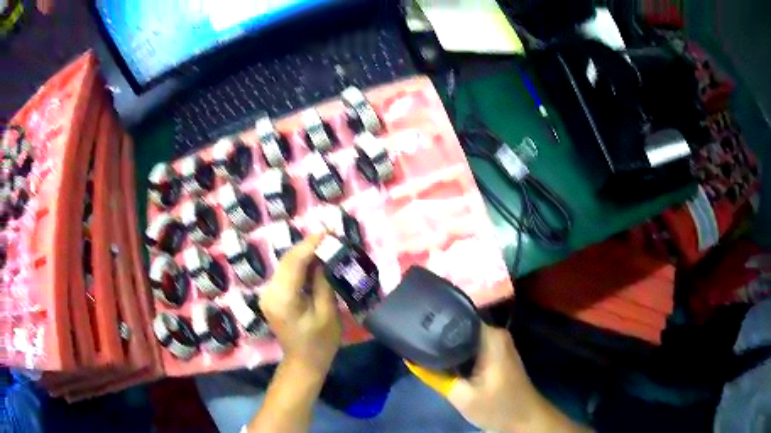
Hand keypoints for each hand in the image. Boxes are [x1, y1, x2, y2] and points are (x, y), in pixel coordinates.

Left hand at [259, 233, 341, 375]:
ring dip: (303, 254)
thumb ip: (322, 282)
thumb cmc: (320, 342)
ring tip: (323, 245)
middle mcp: (270, 292)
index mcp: (283, 298)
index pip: (294, 263)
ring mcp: (268, 294)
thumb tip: (323, 258)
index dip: (310, 244)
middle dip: (307, 246)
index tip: (327, 232)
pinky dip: (298, 265)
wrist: (303, 362)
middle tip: (328, 236)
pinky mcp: (271, 296)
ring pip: (285, 265)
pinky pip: (285, 274)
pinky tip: (313, 261)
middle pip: (287, 261)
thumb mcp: (328, 313)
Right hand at [410, 324, 588, 432]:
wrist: (525, 418)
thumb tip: (410, 358)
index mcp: (490, 337)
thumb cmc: (497, 407)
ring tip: (420, 346)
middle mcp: (495, 333)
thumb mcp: (461, 396)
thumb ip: (434, 376)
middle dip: (437, 334)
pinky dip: (456, 352)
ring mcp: (497, 343)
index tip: (414, 326)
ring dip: (446, 344)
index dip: (434, 321)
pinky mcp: (496, 354)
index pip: (457, 317)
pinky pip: (471, 346)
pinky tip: (440, 359)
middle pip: (459, 326)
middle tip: (412, 339)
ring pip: (464, 337)